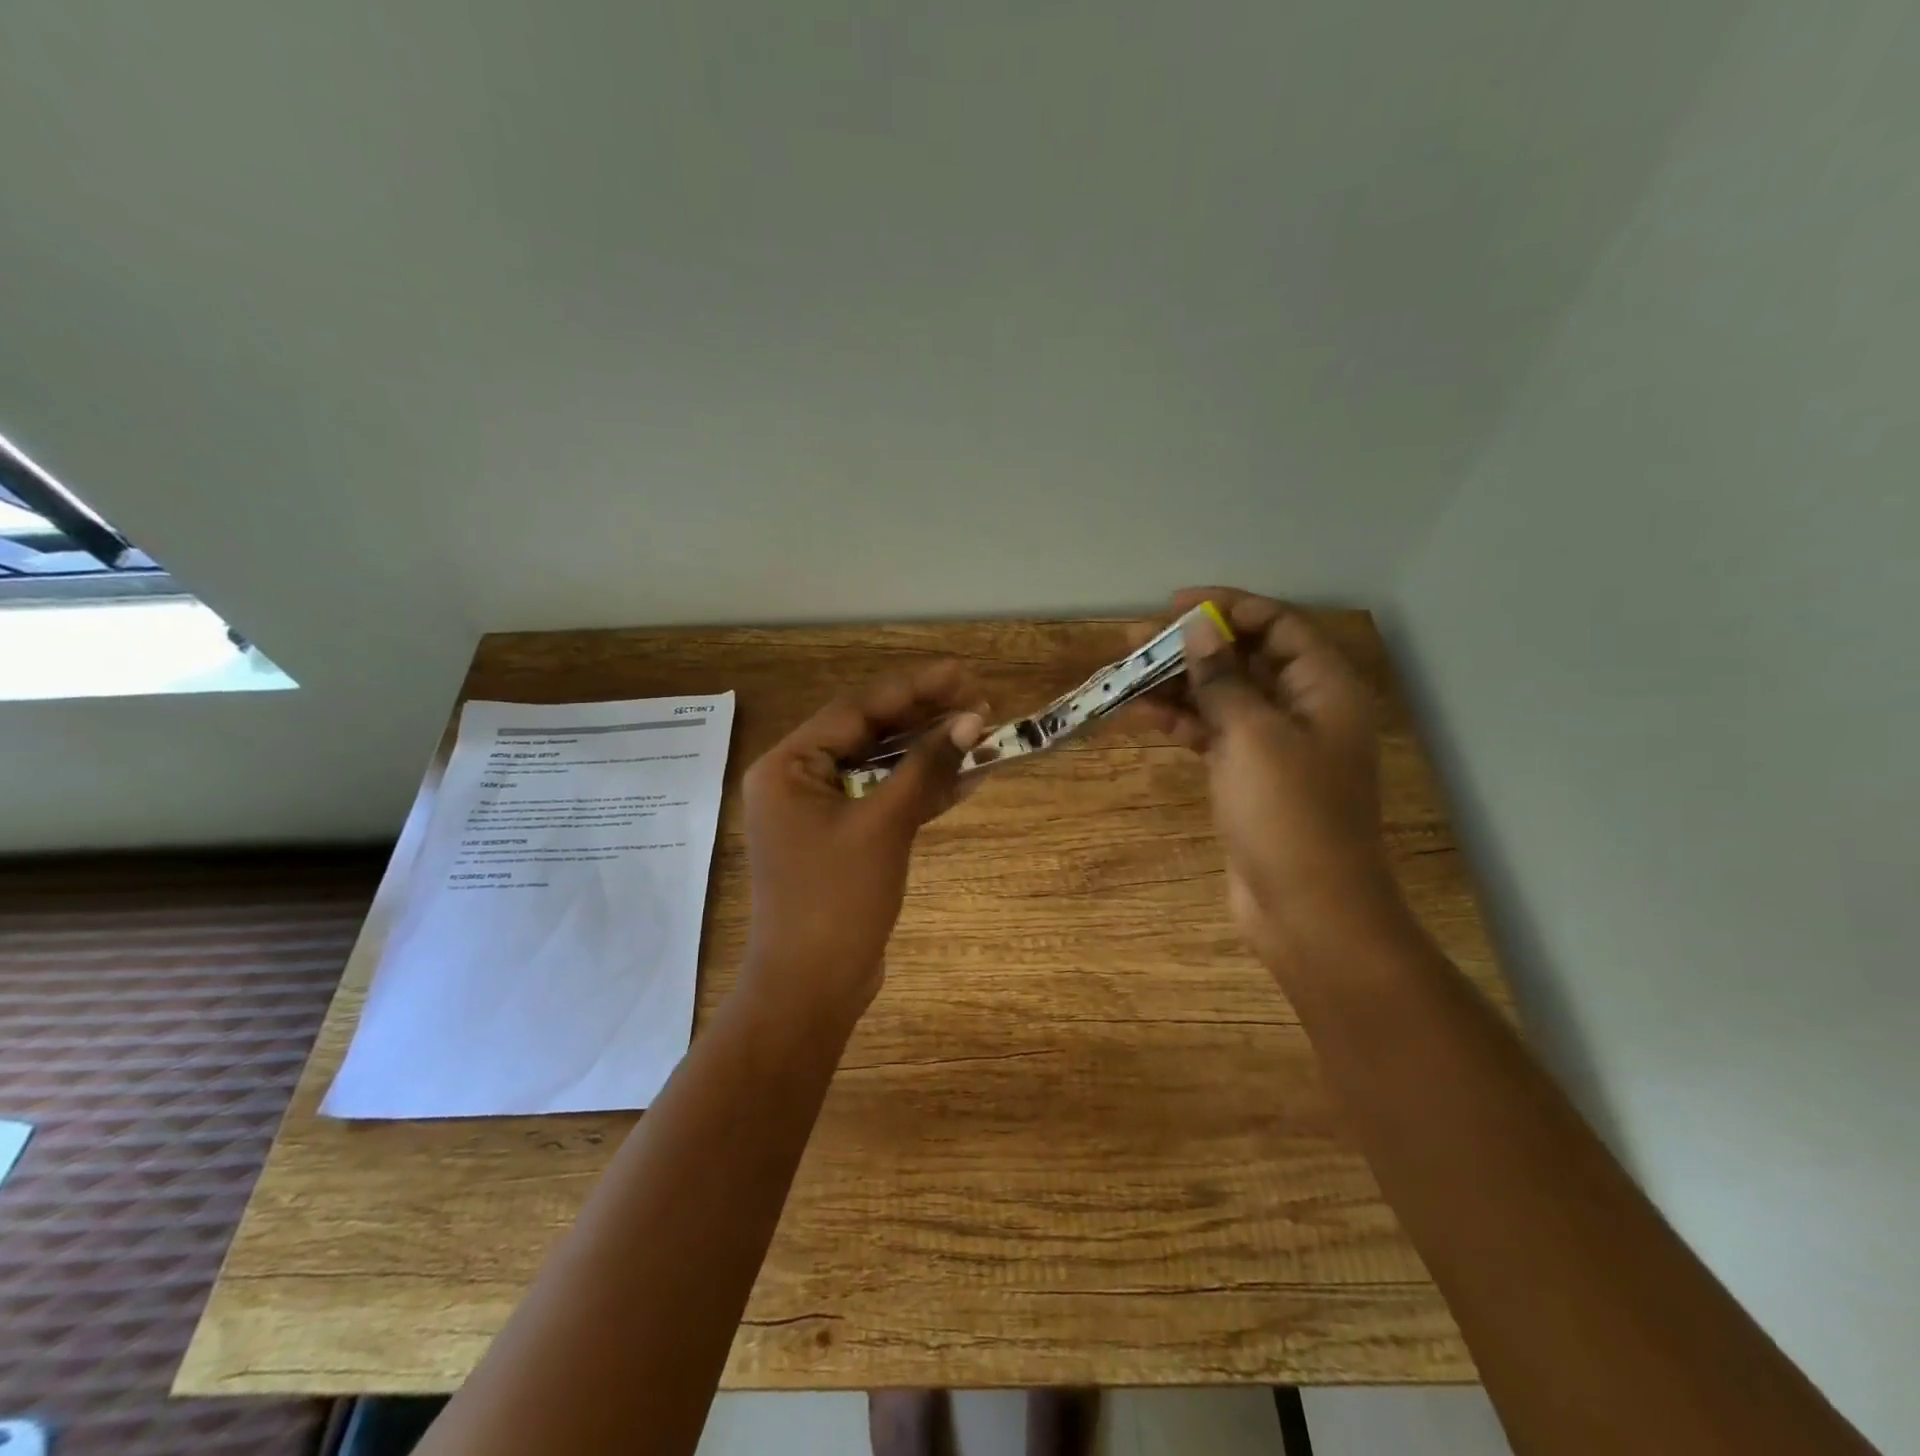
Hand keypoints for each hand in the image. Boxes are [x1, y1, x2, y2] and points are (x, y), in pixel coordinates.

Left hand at [738, 661, 988, 1034]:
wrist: (812, 987)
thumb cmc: (837, 899)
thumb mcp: (885, 825)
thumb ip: (926, 767)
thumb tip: (972, 719)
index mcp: (789, 766)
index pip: (857, 710)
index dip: (913, 688)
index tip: (962, 672)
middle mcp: (798, 780)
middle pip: (869, 734)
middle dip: (924, 718)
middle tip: (978, 697)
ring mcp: (820, 811)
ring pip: (881, 767)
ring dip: (928, 753)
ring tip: (980, 729)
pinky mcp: (842, 838)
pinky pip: (884, 800)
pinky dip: (920, 790)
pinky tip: (967, 776)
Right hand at [1129, 588, 1407, 969]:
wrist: (1307, 910)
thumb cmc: (1290, 815)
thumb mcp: (1254, 736)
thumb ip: (1223, 679)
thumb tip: (1198, 631)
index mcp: (1325, 689)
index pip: (1278, 625)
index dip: (1227, 608)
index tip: (1174, 606)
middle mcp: (1304, 709)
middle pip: (1244, 660)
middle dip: (1190, 646)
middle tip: (1134, 641)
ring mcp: (1275, 746)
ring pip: (1222, 698)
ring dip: (1176, 685)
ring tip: (1124, 675)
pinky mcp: (1248, 777)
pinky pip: (1211, 734)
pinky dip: (1179, 722)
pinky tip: (1140, 714)